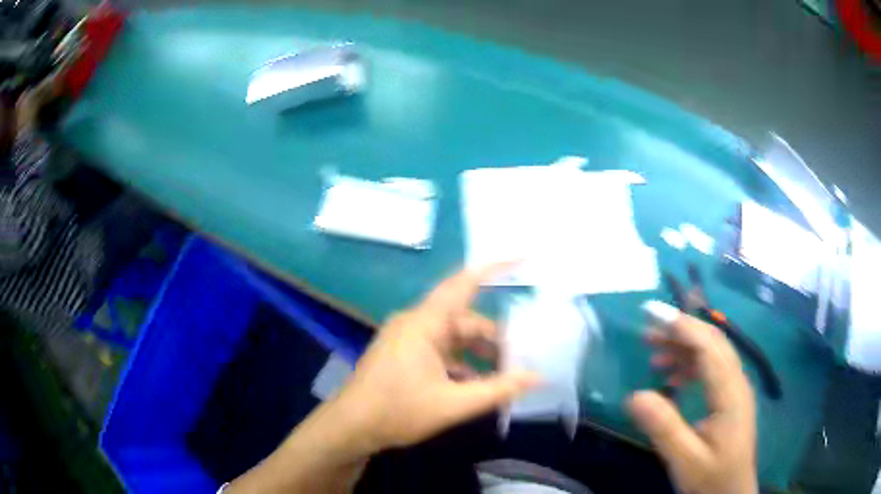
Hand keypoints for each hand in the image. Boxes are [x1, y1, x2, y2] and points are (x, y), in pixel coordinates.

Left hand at [330, 264, 539, 452]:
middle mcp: (416, 323)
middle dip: (494, 338)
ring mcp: (408, 338)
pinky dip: (460, 363)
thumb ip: (498, 390)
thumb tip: (537, 377)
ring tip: (505, 374)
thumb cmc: (398, 411)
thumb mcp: (453, 404)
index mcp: (425, 323)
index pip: (463, 283)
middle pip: (464, 320)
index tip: (521, 259)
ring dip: (478, 355)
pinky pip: (440, 350)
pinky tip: (476, 385)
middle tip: (523, 355)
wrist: (351, 427)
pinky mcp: (404, 353)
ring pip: (453, 338)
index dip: (493, 268)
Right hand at [628, 304, 757, 493]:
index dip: (680, 326)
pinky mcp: (730, 398)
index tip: (650, 314)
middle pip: (713, 342)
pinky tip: (672, 378)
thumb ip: (663, 427)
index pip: (708, 346)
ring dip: (684, 346)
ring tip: (654, 351)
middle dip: (681, 330)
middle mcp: (737, 382)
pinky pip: (712, 369)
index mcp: (731, 393)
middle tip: (647, 329)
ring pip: (713, 353)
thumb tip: (634, 395)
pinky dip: (690, 365)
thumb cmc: (711, 478)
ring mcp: (736, 389)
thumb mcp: (685, 459)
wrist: (731, 493)